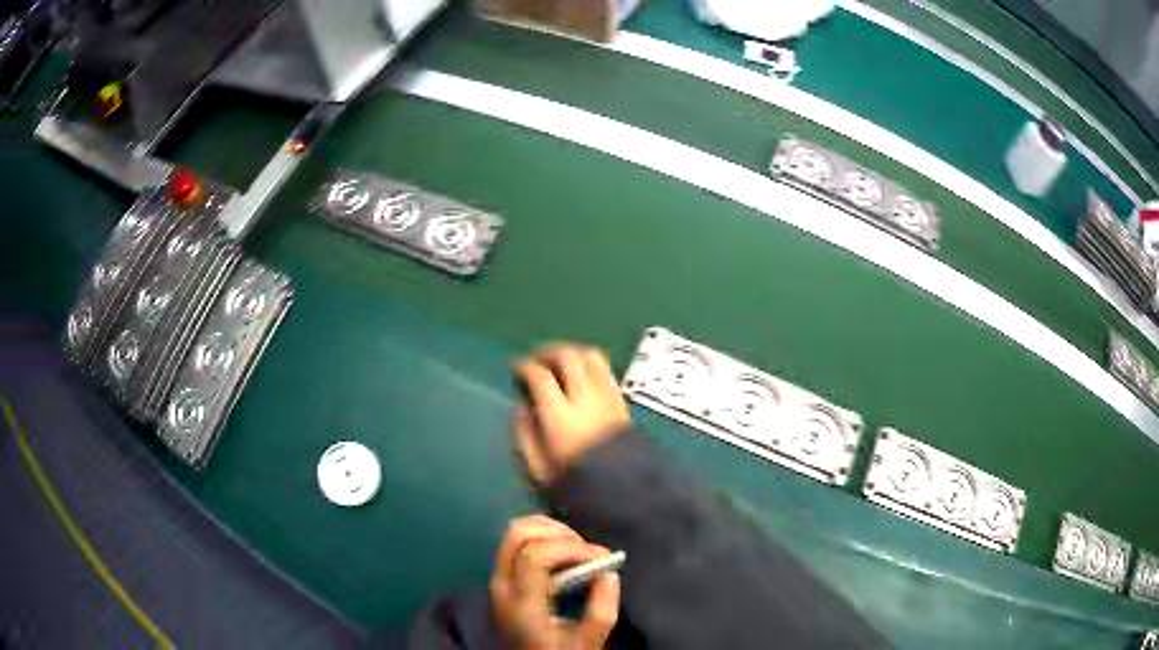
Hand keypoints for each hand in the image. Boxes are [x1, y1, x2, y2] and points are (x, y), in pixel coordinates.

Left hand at [490, 515, 620, 649]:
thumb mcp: (587, 641)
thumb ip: (602, 609)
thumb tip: (609, 572)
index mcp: (520, 602)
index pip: (535, 554)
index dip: (571, 548)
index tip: (600, 558)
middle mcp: (501, 585)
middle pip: (517, 533)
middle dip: (557, 531)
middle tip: (586, 549)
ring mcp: (497, 580)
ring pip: (515, 534)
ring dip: (549, 533)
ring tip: (578, 552)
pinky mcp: (503, 580)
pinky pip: (517, 545)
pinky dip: (543, 540)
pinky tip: (564, 557)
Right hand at [513, 344, 630, 484]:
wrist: (625, 494)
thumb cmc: (577, 486)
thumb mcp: (539, 469)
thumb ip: (525, 435)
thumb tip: (521, 407)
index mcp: (561, 417)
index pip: (541, 377)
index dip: (525, 367)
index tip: (516, 368)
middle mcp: (586, 399)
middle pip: (567, 357)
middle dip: (547, 352)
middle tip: (535, 360)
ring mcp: (607, 397)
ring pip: (590, 356)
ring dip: (571, 352)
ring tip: (558, 361)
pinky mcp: (621, 401)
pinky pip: (605, 369)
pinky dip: (589, 362)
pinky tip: (581, 373)